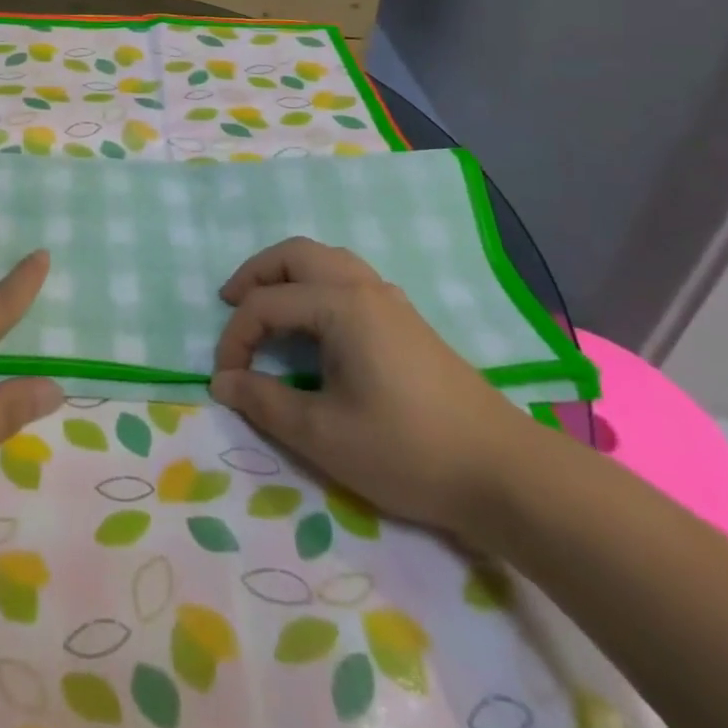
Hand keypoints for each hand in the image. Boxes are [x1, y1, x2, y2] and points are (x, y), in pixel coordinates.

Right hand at [209, 237, 529, 534]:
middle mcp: (363, 287)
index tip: (225, 380)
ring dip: (287, 273)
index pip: (266, 305)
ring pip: (326, 260)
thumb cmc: (409, 450)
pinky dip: (316, 284)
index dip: (235, 338)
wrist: (506, 473)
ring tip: (267, 304)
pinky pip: (348, 277)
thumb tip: (222, 383)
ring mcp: (390, 299)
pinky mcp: (407, 319)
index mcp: (340, 305)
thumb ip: (265, 403)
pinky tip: (316, 323)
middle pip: (295, 254)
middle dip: (255, 273)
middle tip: (230, 304)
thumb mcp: (324, 436)